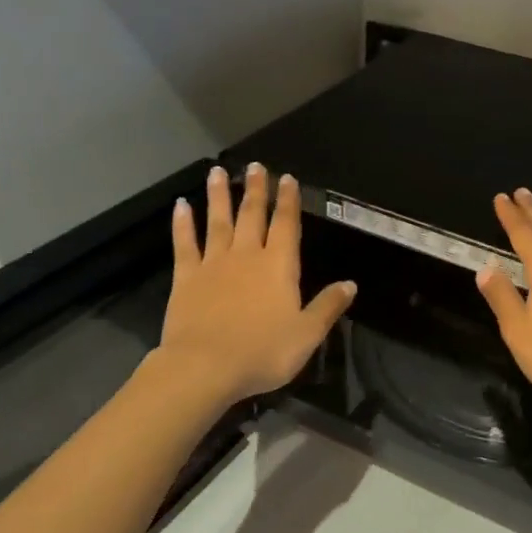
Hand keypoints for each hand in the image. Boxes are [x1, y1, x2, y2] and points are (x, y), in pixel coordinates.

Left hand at [158, 164, 354, 405]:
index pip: (286, 225)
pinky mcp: (186, 277)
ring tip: (218, 171)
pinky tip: (181, 205)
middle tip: (255, 166)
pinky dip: (183, 223)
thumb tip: (350, 284)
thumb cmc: (262, 352)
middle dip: (256, 189)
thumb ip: (328, 306)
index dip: (288, 200)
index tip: (287, 178)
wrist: (204, 367)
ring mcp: (213, 264)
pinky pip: (185, 244)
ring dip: (220, 195)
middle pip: (253, 215)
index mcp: (279, 266)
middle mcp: (247, 255)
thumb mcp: (307, 334)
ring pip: (218, 221)